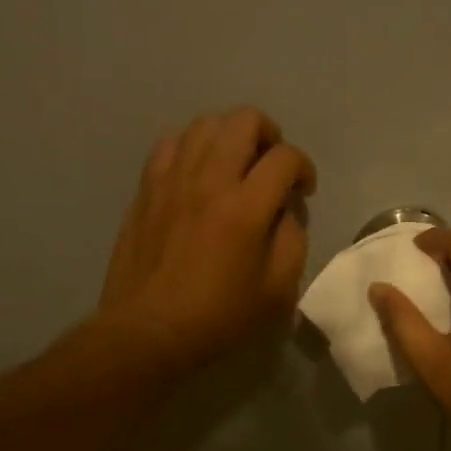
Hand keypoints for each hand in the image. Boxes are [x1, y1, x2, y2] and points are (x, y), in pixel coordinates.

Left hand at [96, 108, 315, 374]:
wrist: (148, 330)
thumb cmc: (217, 317)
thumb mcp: (277, 291)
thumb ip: (291, 241)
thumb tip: (283, 212)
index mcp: (245, 208)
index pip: (285, 158)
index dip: (304, 168)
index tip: (303, 191)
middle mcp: (209, 180)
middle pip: (244, 120)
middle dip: (270, 135)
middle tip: (272, 165)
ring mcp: (172, 179)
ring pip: (206, 123)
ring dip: (230, 136)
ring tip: (236, 164)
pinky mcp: (147, 188)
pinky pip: (171, 143)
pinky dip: (192, 147)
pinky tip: (198, 172)